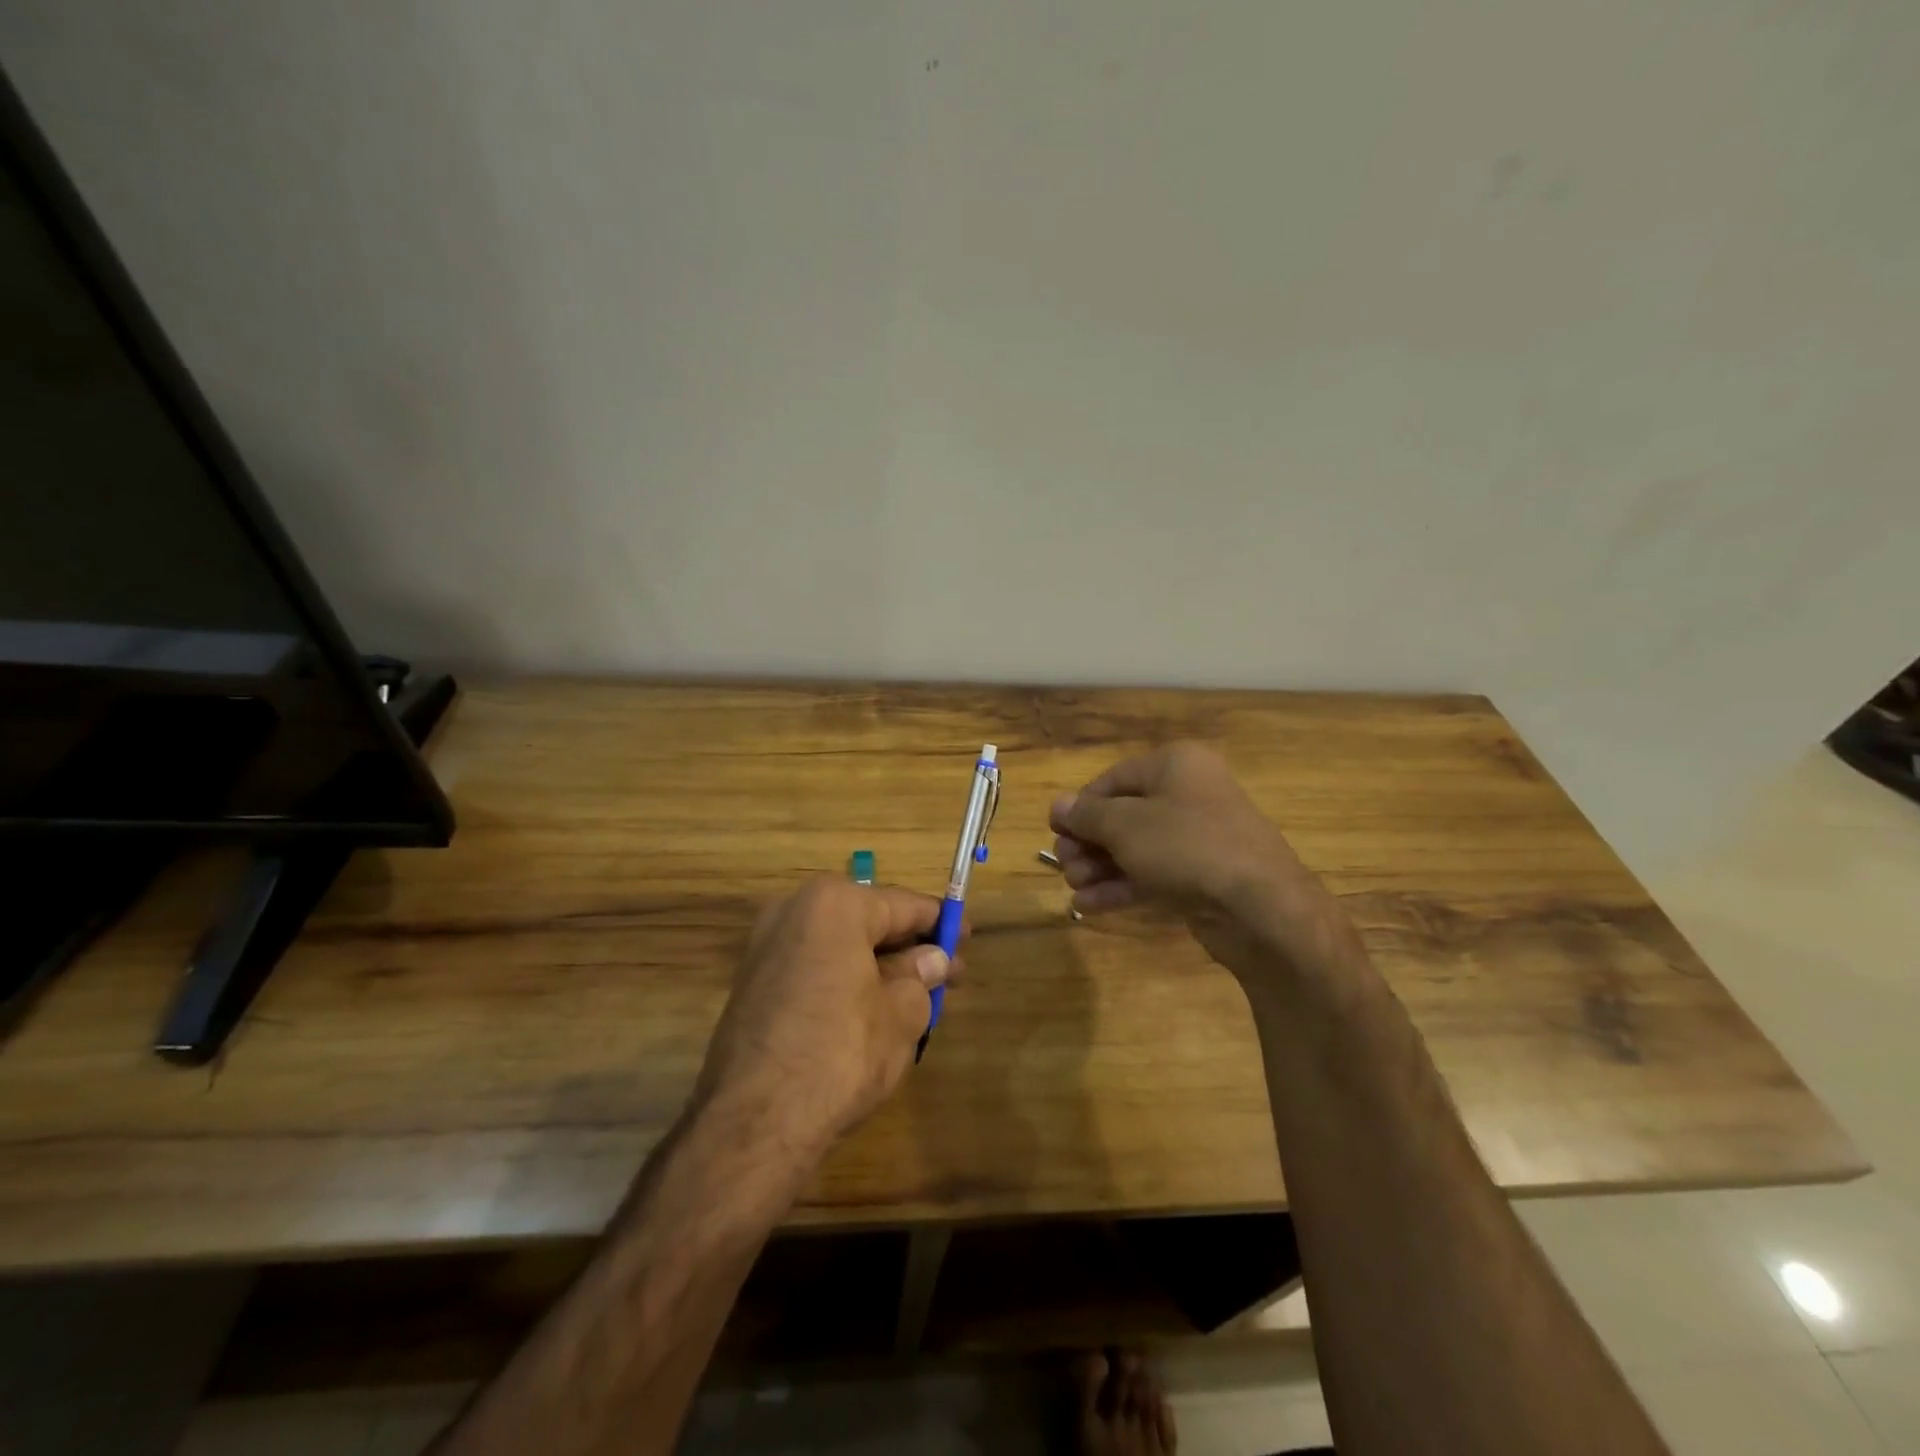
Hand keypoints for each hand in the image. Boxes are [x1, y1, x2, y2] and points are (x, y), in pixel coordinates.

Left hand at [695, 876, 957, 1158]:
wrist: (754, 1122)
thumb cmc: (841, 1052)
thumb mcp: (901, 1013)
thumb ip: (920, 977)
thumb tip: (932, 960)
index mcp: (833, 904)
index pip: (901, 904)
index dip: (940, 922)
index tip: (966, 937)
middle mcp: (793, 911)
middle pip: (867, 922)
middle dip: (908, 947)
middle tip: (947, 972)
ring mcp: (766, 947)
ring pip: (839, 946)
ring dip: (877, 966)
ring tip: (915, 996)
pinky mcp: (752, 984)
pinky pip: (814, 968)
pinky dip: (846, 980)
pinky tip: (871, 1010)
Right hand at [1050, 742, 1339, 983]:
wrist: (1260, 906)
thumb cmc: (1186, 846)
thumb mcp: (1126, 825)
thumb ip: (1087, 815)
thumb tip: (1057, 805)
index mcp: (1175, 765)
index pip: (1113, 779)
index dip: (1080, 806)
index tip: (1055, 831)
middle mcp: (1188, 795)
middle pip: (1123, 815)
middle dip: (1088, 842)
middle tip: (1064, 865)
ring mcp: (1197, 838)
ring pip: (1135, 848)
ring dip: (1099, 867)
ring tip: (1073, 887)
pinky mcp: (1200, 876)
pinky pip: (1152, 874)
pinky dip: (1121, 887)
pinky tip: (1088, 905)